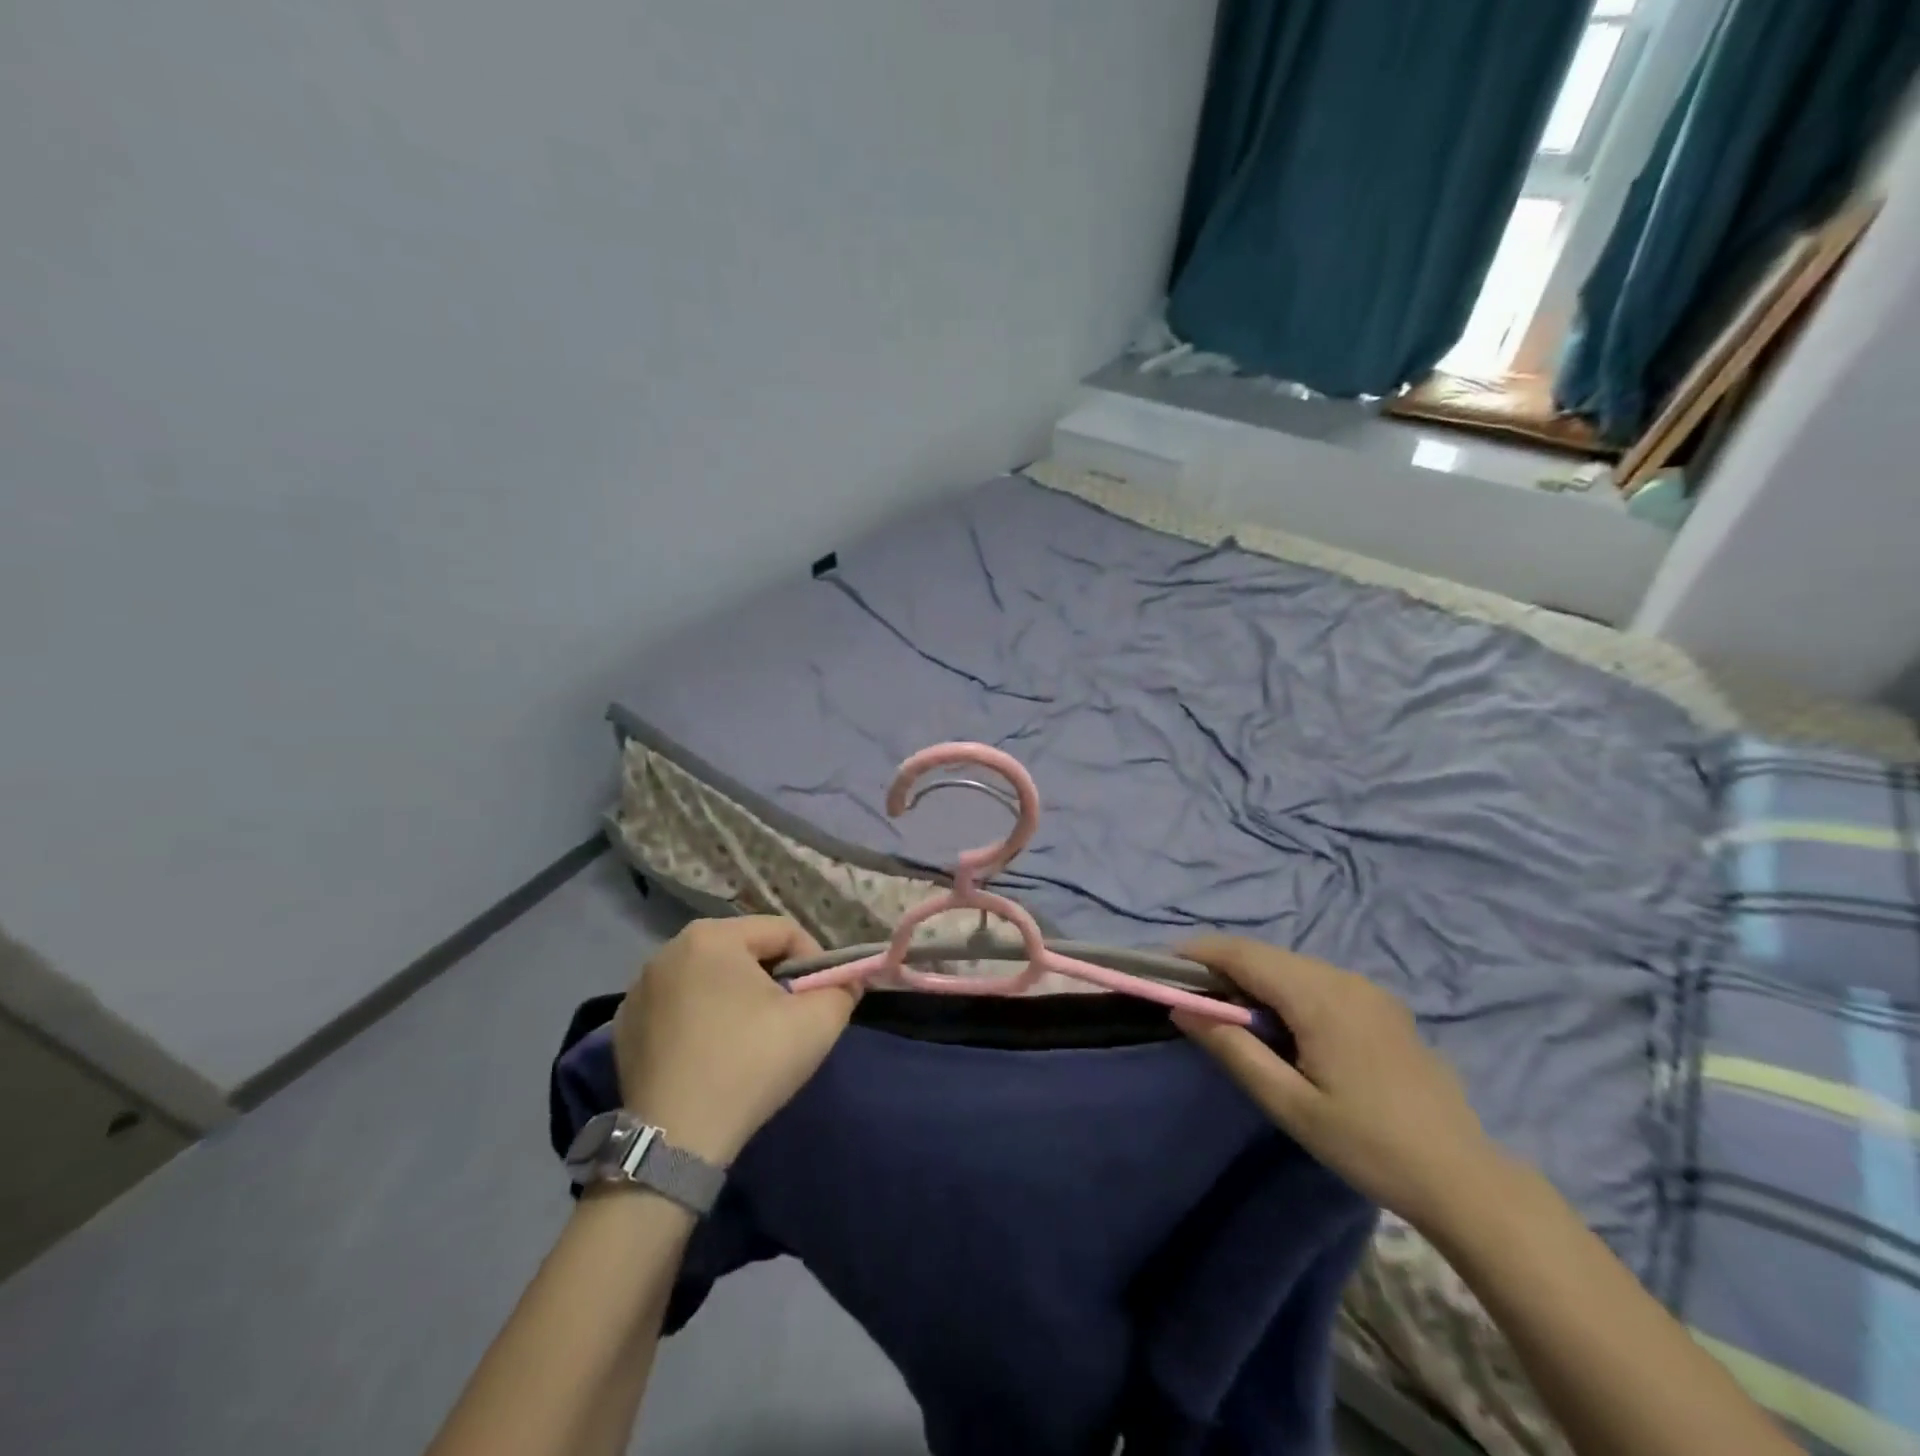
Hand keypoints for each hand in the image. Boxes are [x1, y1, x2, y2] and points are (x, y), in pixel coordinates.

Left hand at [612, 917, 855, 1164]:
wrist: (675, 1141)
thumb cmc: (750, 1065)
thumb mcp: (819, 1023)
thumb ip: (843, 990)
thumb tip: (847, 982)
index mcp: (713, 936)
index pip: (783, 932)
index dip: (814, 962)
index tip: (821, 999)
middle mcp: (670, 949)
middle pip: (745, 950)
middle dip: (774, 978)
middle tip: (789, 1018)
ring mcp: (640, 987)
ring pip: (710, 977)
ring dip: (737, 996)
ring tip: (750, 1037)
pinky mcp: (624, 1024)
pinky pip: (678, 1005)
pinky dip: (700, 1017)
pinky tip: (710, 1053)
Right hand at [1171, 936, 1498, 1227]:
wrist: (1465, 1178)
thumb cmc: (1368, 1145)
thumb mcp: (1290, 1105)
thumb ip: (1233, 1050)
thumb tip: (1183, 1009)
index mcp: (1319, 997)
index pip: (1244, 954)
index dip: (1200, 952)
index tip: (1163, 964)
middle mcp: (1343, 978)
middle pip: (1266, 955)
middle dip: (1223, 965)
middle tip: (1191, 996)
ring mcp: (1367, 989)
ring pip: (1292, 966)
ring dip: (1254, 977)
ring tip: (1229, 1013)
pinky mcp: (1381, 1005)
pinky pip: (1318, 980)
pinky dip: (1285, 988)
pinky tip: (1281, 1024)